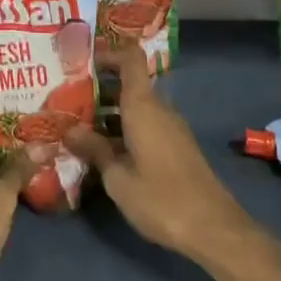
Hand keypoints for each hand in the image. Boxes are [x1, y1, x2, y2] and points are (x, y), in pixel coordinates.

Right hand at [66, 43, 263, 265]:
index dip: (109, 52)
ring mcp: (171, 128)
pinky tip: (104, 149)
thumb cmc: (160, 199)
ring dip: (110, 111)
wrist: (213, 228)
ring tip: (78, 125)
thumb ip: (93, 149)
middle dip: (99, 87)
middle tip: (67, 98)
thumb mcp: (118, 178)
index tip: (83, 60)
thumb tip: (69, 129)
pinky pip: (146, 124)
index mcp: (143, 106)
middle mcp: (159, 109)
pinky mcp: (176, 147)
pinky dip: (124, 127)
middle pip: (130, 83)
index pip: (130, 59)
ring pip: (137, 106)